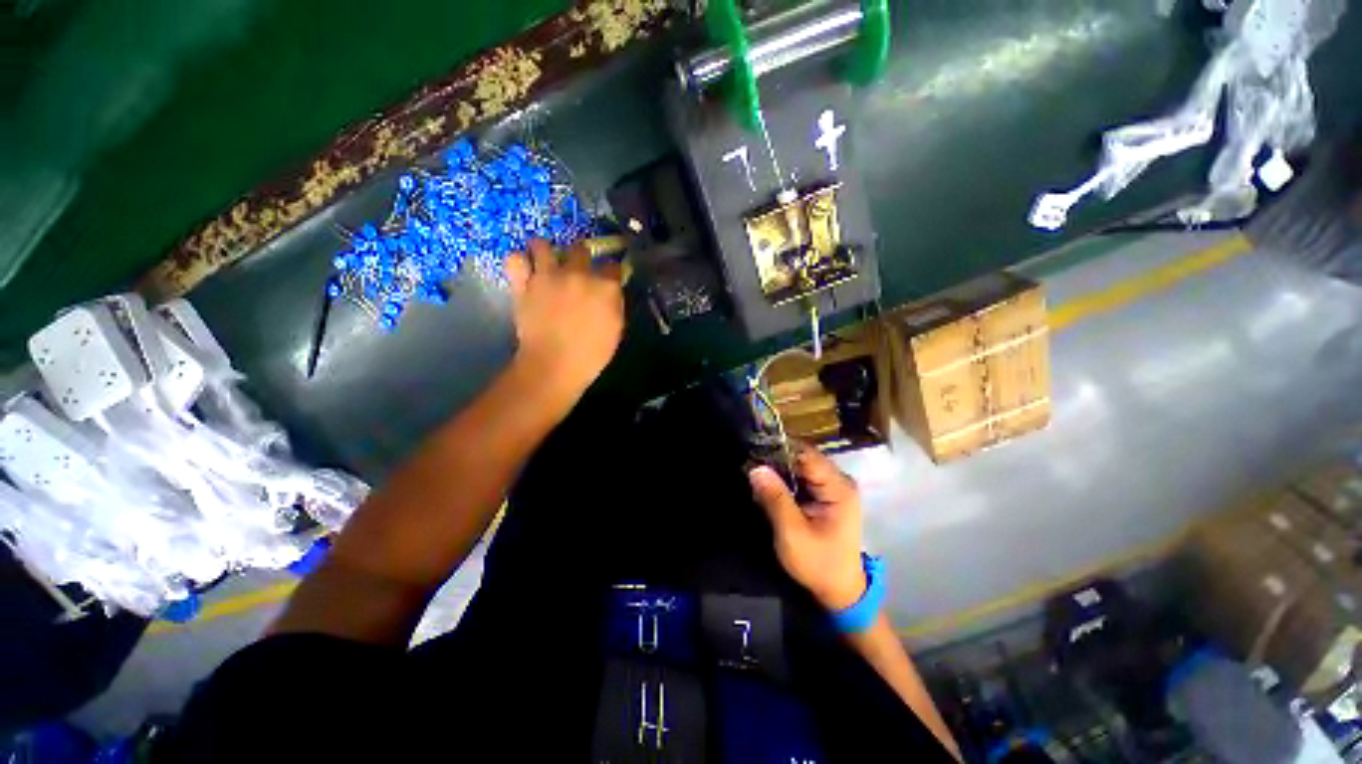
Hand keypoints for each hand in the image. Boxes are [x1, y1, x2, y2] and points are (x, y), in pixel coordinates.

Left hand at [505, 239, 623, 408]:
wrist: (554, 365)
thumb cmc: (591, 353)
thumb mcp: (616, 328)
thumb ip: (614, 303)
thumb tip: (610, 291)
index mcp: (605, 286)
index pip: (612, 265)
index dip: (610, 270)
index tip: (608, 277)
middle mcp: (577, 274)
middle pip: (580, 248)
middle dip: (581, 257)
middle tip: (578, 270)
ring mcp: (548, 276)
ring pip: (543, 244)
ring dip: (546, 252)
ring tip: (546, 262)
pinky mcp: (523, 284)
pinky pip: (515, 259)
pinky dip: (519, 262)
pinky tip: (525, 270)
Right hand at [749, 448, 866, 610]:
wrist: (839, 591)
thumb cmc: (818, 564)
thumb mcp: (792, 534)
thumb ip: (775, 499)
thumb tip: (755, 468)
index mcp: (838, 487)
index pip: (806, 454)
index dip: (779, 450)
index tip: (753, 452)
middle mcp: (839, 481)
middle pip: (803, 457)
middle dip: (776, 459)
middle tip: (750, 465)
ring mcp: (833, 487)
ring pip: (800, 466)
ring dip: (778, 469)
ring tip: (754, 473)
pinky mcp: (825, 495)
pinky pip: (801, 477)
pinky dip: (784, 479)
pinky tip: (767, 484)